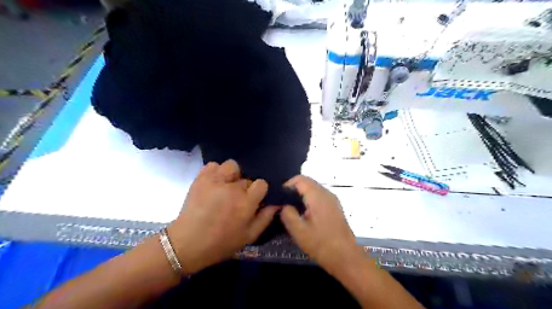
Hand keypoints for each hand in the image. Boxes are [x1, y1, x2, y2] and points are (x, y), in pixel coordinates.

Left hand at [165, 161, 278, 273]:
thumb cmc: (221, 243)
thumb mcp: (249, 236)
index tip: (254, 200)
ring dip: (232, 175)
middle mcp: (233, 188)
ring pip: (232, 166)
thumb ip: (266, 218)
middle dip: (245, 188)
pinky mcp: (201, 178)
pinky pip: (213, 165)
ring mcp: (215, 180)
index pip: (261, 183)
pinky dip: (216, 171)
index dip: (259, 191)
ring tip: (226, 187)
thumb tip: (277, 203)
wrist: (187, 244)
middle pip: (246, 178)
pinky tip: (215, 183)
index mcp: (246, 202)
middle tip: (236, 199)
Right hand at [280, 176, 362, 275]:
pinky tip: (305, 215)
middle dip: (294, 190)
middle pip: (307, 182)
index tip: (279, 197)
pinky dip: (309, 200)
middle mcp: (327, 193)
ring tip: (292, 210)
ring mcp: (333, 200)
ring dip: (301, 195)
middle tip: (283, 204)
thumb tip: (283, 205)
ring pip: (313, 189)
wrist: (347, 258)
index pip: (300, 179)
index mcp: (317, 196)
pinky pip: (319, 196)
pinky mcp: (335, 207)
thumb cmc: (322, 245)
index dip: (287, 185)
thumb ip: (288, 214)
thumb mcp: (299, 232)